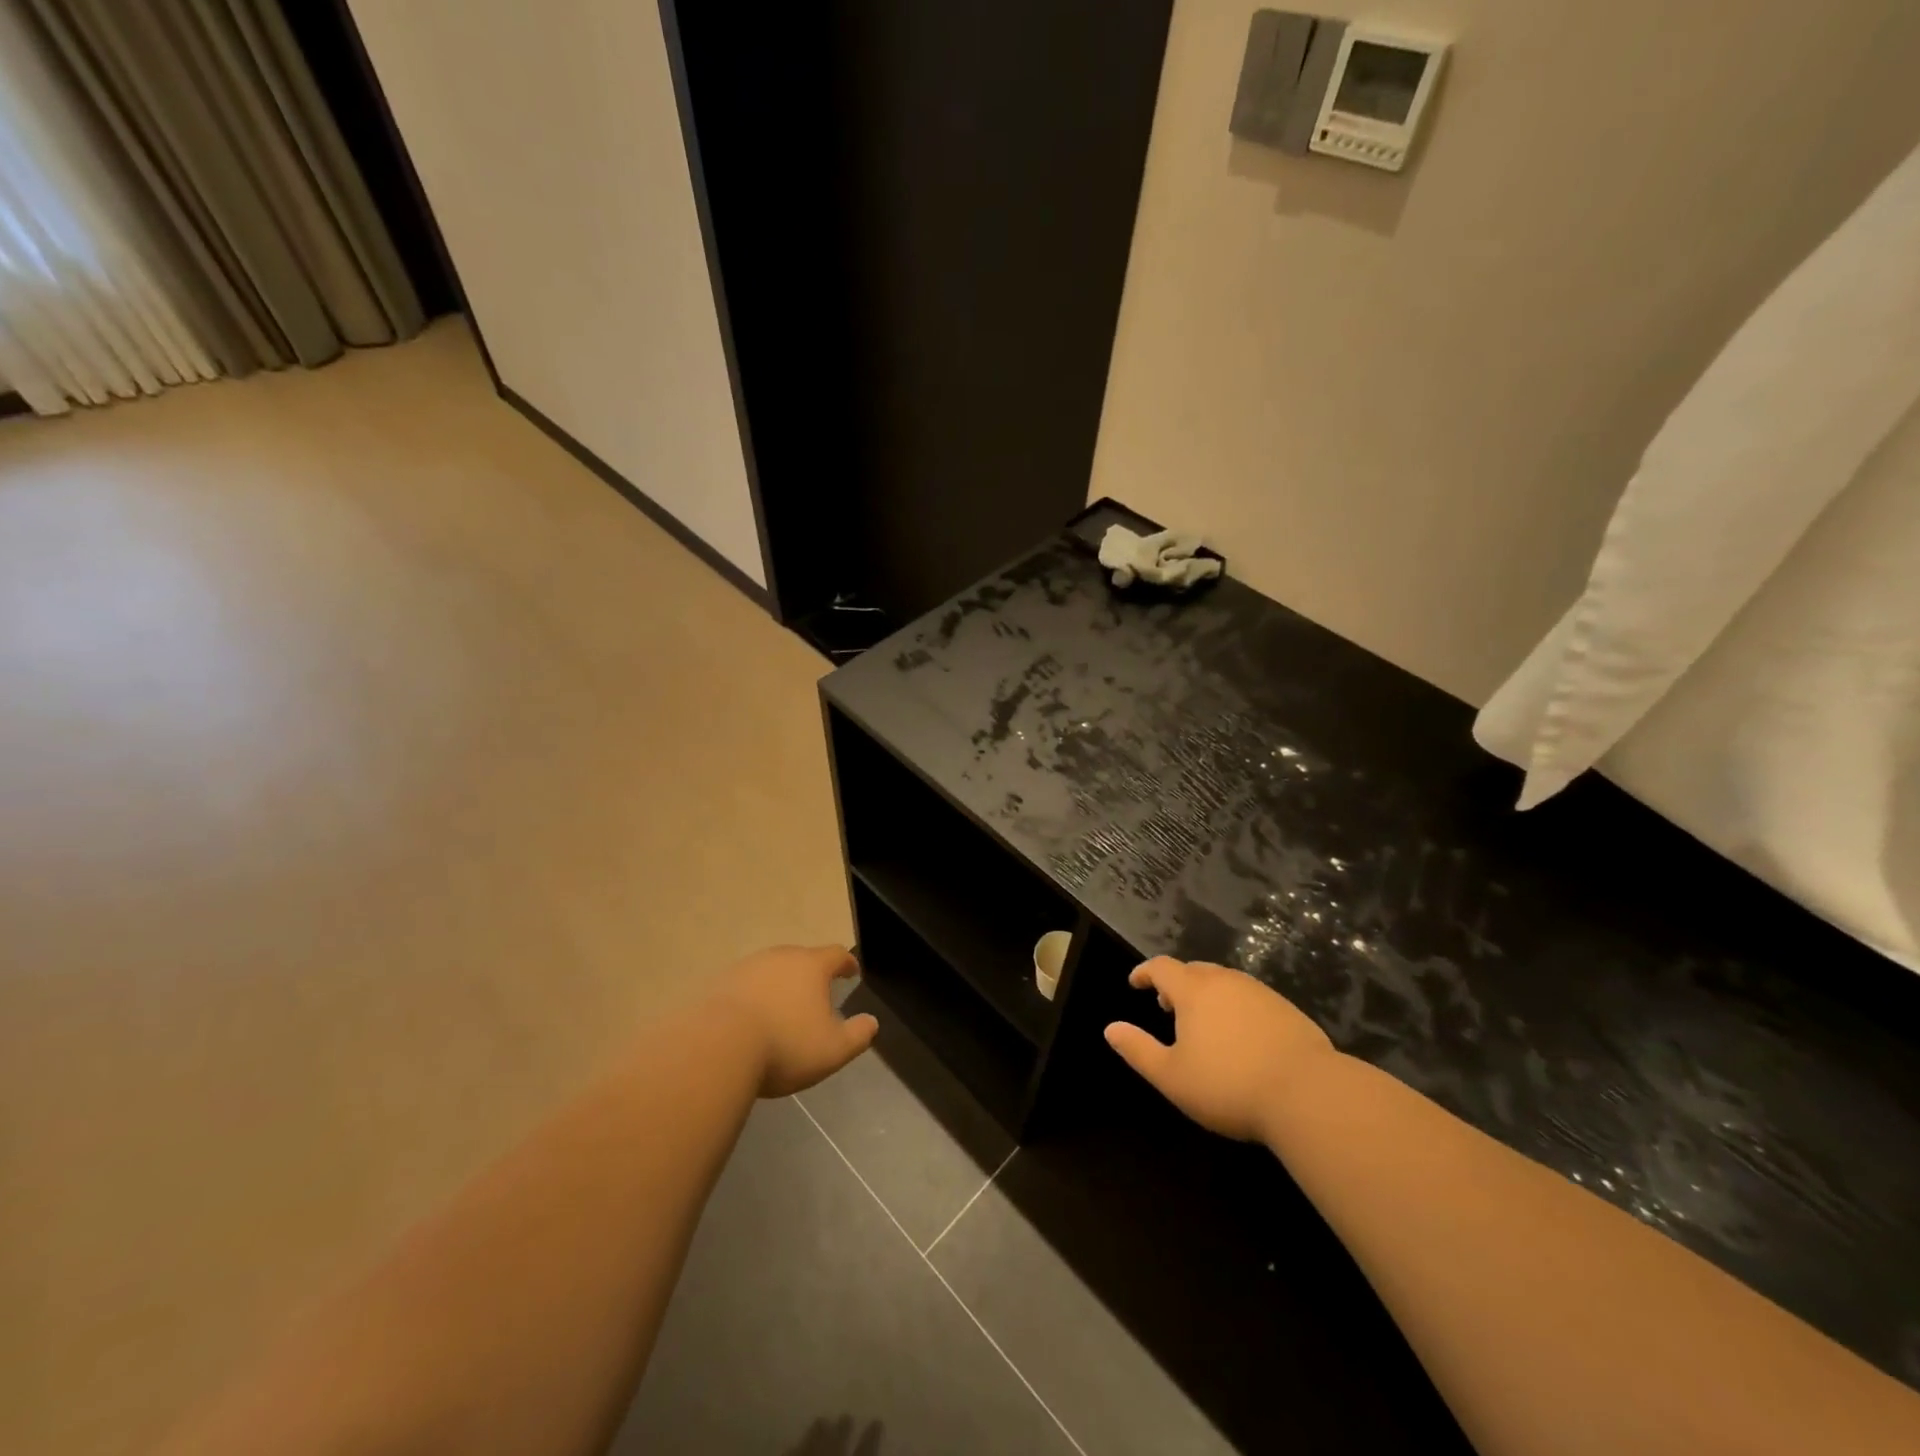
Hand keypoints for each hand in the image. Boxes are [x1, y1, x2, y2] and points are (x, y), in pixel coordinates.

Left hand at [716, 945, 878, 1096]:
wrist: (716, 1048)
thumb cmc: (784, 1045)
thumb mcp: (833, 1049)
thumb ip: (858, 1035)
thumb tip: (871, 1022)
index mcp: (811, 966)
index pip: (836, 955)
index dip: (847, 963)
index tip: (852, 972)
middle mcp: (780, 957)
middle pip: (801, 959)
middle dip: (811, 974)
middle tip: (816, 995)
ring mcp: (746, 968)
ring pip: (771, 971)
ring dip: (780, 986)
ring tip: (782, 1010)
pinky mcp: (719, 984)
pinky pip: (744, 987)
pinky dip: (752, 999)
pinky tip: (751, 1021)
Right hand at [1105, 958, 1335, 1141]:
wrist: (1309, 1094)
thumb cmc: (1229, 1085)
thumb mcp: (1172, 1077)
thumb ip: (1138, 1050)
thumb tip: (1110, 1029)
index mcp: (1194, 991)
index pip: (1162, 967)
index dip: (1145, 972)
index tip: (1135, 983)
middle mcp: (1226, 981)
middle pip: (1194, 970)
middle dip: (1176, 983)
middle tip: (1167, 1005)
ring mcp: (1260, 993)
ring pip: (1225, 982)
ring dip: (1207, 994)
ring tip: (1203, 1022)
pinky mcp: (1287, 1010)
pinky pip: (1250, 998)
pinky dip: (1235, 1006)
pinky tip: (1241, 1035)